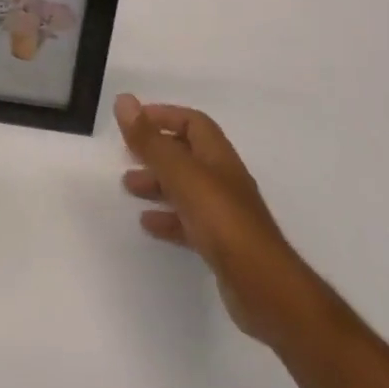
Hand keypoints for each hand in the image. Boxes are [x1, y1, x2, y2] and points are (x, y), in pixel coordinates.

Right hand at [115, 93, 320, 343]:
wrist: (264, 287)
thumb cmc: (222, 220)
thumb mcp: (181, 174)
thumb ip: (150, 140)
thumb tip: (124, 100)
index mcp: (217, 156)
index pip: (192, 122)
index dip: (164, 116)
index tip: (133, 121)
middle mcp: (222, 179)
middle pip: (187, 155)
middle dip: (155, 152)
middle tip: (126, 155)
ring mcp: (224, 213)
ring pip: (185, 188)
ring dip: (157, 183)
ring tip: (129, 187)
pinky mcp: (221, 244)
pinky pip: (189, 221)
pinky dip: (167, 217)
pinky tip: (148, 224)